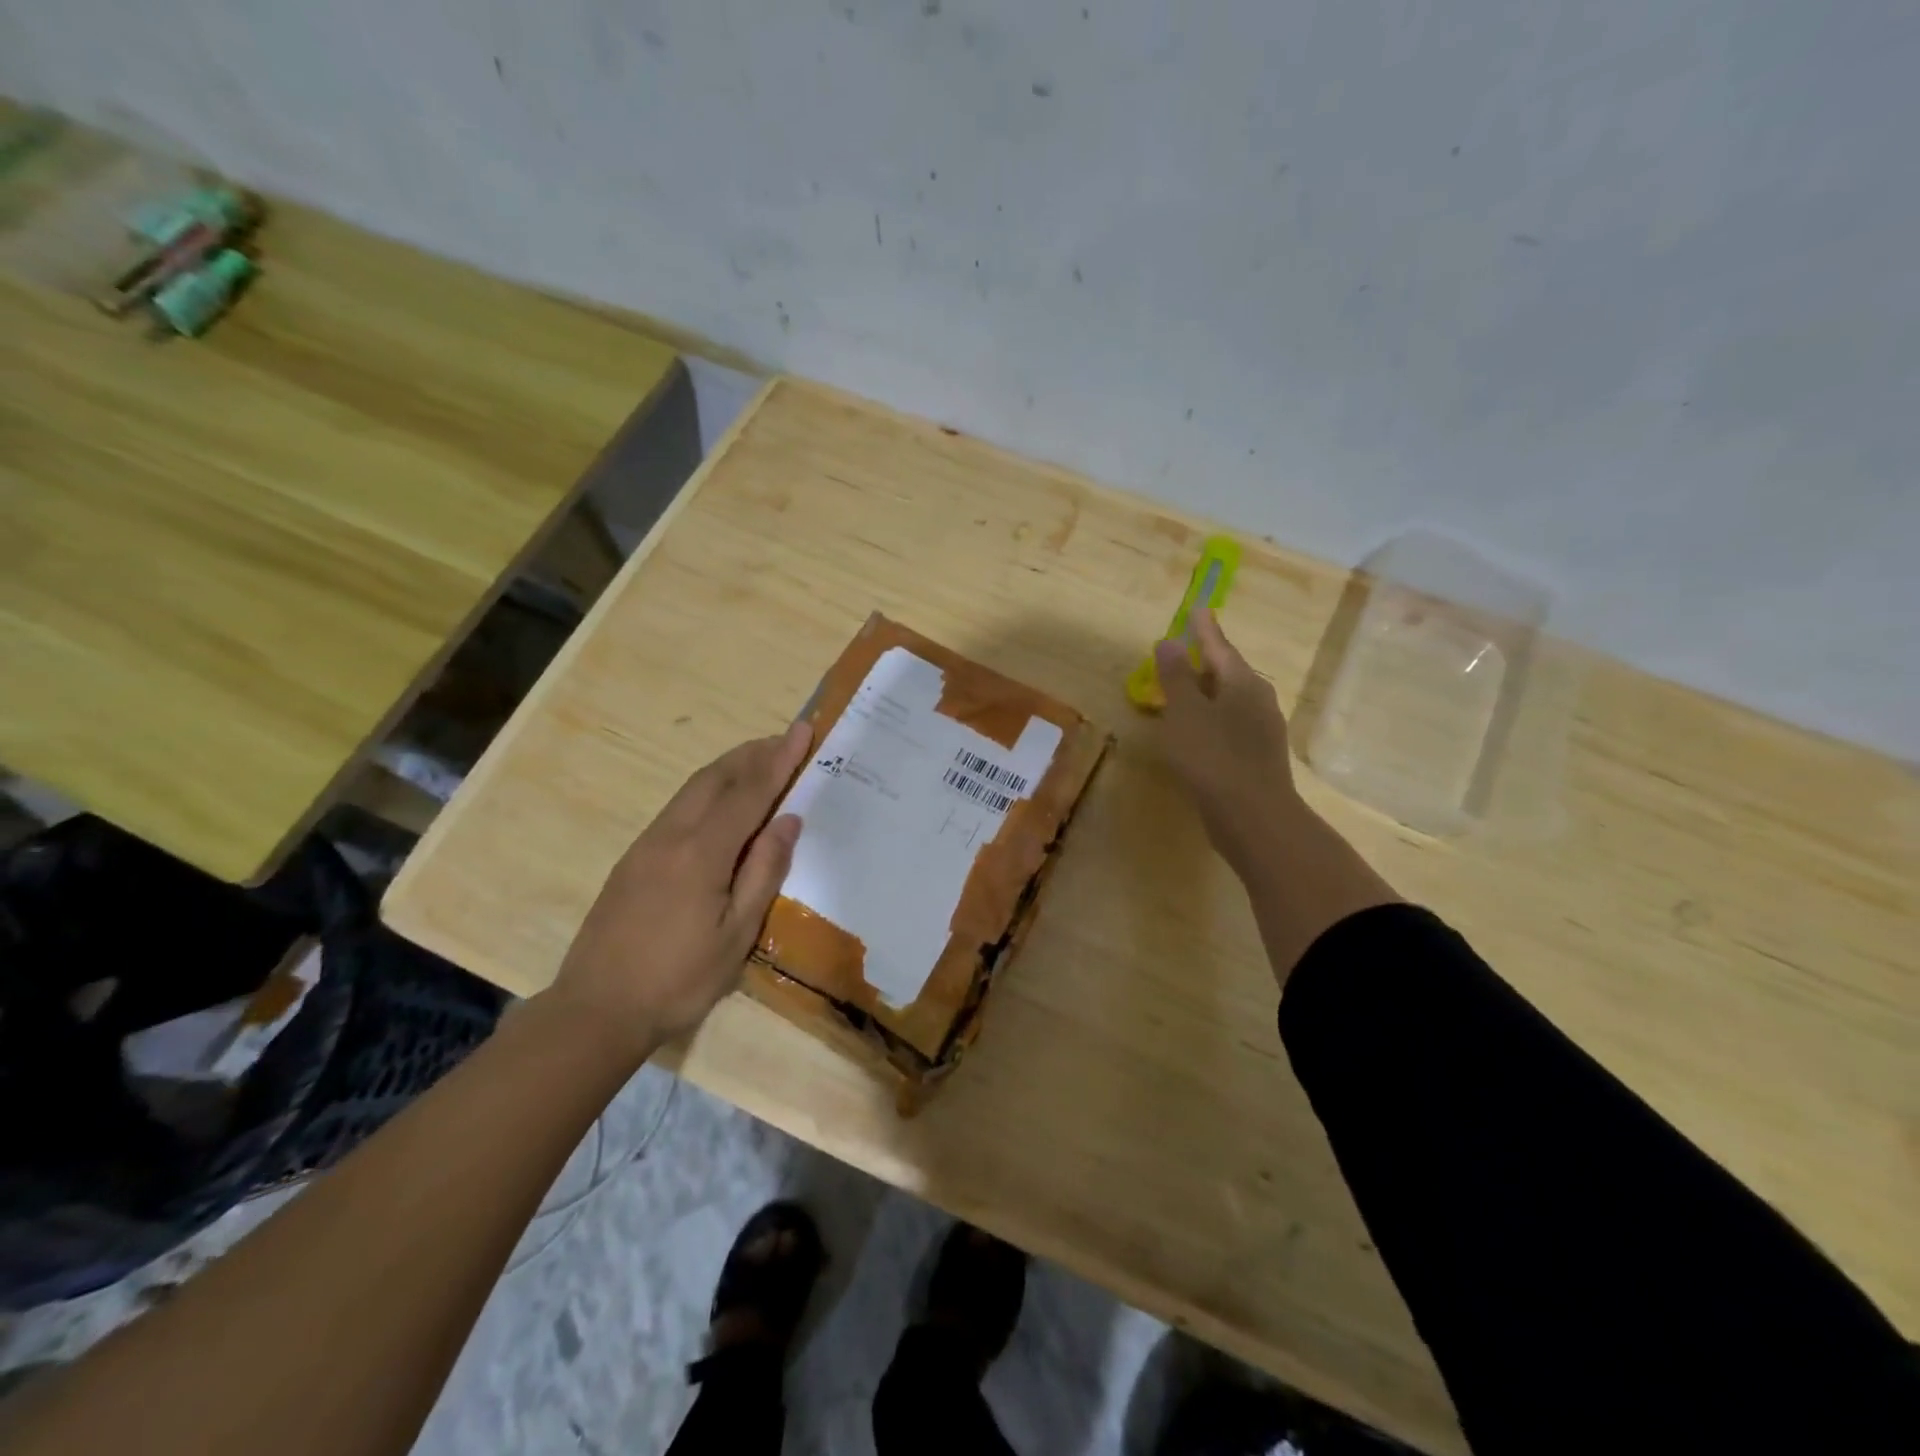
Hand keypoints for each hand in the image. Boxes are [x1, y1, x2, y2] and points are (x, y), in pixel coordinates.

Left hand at [546, 722, 812, 1057]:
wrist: (595, 1011)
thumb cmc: (678, 980)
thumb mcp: (736, 934)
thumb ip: (764, 872)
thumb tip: (788, 820)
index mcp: (702, 853)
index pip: (749, 793)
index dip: (779, 760)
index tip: (802, 730)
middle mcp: (671, 836)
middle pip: (716, 778)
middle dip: (753, 753)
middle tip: (785, 739)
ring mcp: (646, 845)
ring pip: (693, 789)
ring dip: (729, 768)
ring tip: (760, 760)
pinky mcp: (633, 859)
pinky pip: (678, 808)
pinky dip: (708, 790)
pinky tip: (721, 803)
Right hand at [1154, 607, 1299, 872]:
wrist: (1253, 817)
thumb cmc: (1213, 757)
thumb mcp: (1185, 712)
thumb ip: (1176, 676)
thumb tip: (1170, 641)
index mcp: (1243, 683)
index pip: (1219, 647)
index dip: (1204, 629)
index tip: (1197, 609)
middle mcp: (1258, 700)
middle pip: (1228, 672)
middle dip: (1205, 661)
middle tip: (1184, 651)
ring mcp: (1262, 730)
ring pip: (1230, 701)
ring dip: (1207, 693)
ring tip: (1184, 691)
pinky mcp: (1257, 757)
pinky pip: (1230, 725)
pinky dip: (1210, 719)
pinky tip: (1197, 732)